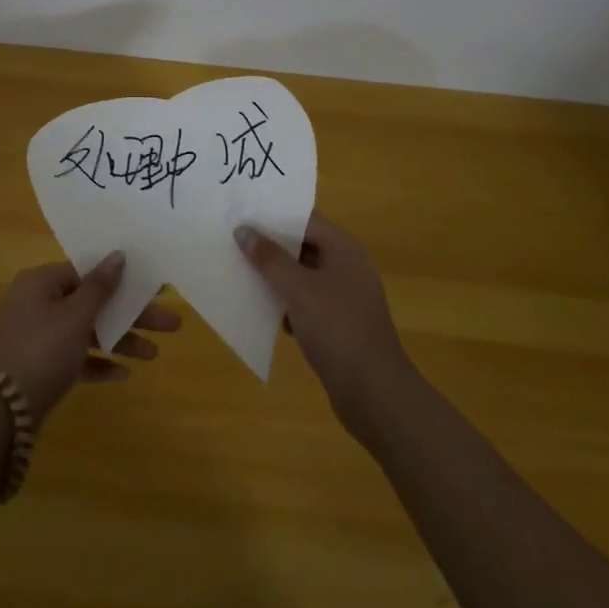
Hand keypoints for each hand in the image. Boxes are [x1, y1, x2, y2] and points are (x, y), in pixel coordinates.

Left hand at [0, 253, 181, 422]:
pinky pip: (75, 358)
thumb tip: (118, 255)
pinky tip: (123, 375)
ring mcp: (37, 337)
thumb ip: (100, 287)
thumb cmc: (41, 352)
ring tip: (154, 354)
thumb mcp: (75, 316)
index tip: (153, 288)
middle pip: (91, 302)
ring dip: (118, 340)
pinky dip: (97, 363)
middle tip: (170, 323)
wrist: (0, 414)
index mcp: (41, 282)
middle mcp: (37, 304)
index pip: (86, 271)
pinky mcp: (40, 368)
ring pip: (86, 332)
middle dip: (129, 314)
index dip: (120, 279)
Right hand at [236, 212, 411, 440]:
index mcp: (344, 248)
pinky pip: (307, 302)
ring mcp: (345, 297)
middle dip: (271, 246)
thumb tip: (244, 229)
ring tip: (241, 272)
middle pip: (303, 245)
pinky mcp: (340, 324)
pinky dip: (287, 302)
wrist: (374, 393)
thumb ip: (269, 257)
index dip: (274, 215)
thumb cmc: (336, 328)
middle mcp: (348, 266)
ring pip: (303, 275)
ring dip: (276, 276)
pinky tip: (264, 310)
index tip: (242, 214)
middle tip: (234, 241)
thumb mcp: (297, 288)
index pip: (305, 219)